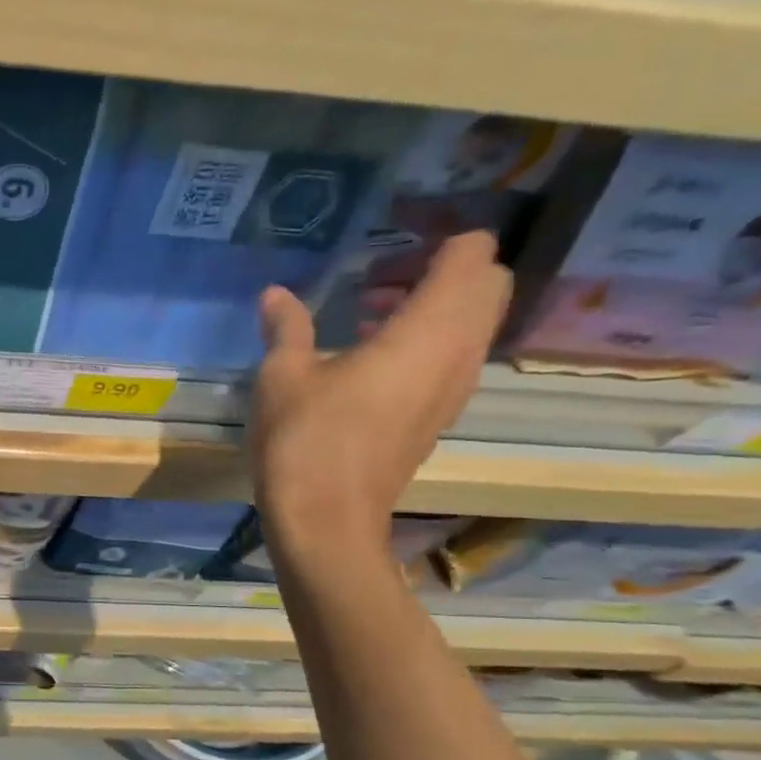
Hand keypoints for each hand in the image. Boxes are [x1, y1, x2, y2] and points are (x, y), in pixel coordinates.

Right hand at [253, 231, 509, 557]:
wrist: (327, 522)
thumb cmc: (305, 441)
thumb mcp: (282, 376)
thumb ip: (286, 327)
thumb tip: (275, 294)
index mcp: (428, 330)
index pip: (471, 255)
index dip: (438, 237)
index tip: (388, 242)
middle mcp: (458, 353)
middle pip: (484, 285)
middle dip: (440, 269)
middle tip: (377, 279)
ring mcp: (454, 389)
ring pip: (472, 323)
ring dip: (432, 306)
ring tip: (365, 315)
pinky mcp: (439, 416)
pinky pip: (453, 357)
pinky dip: (426, 341)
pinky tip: (368, 357)